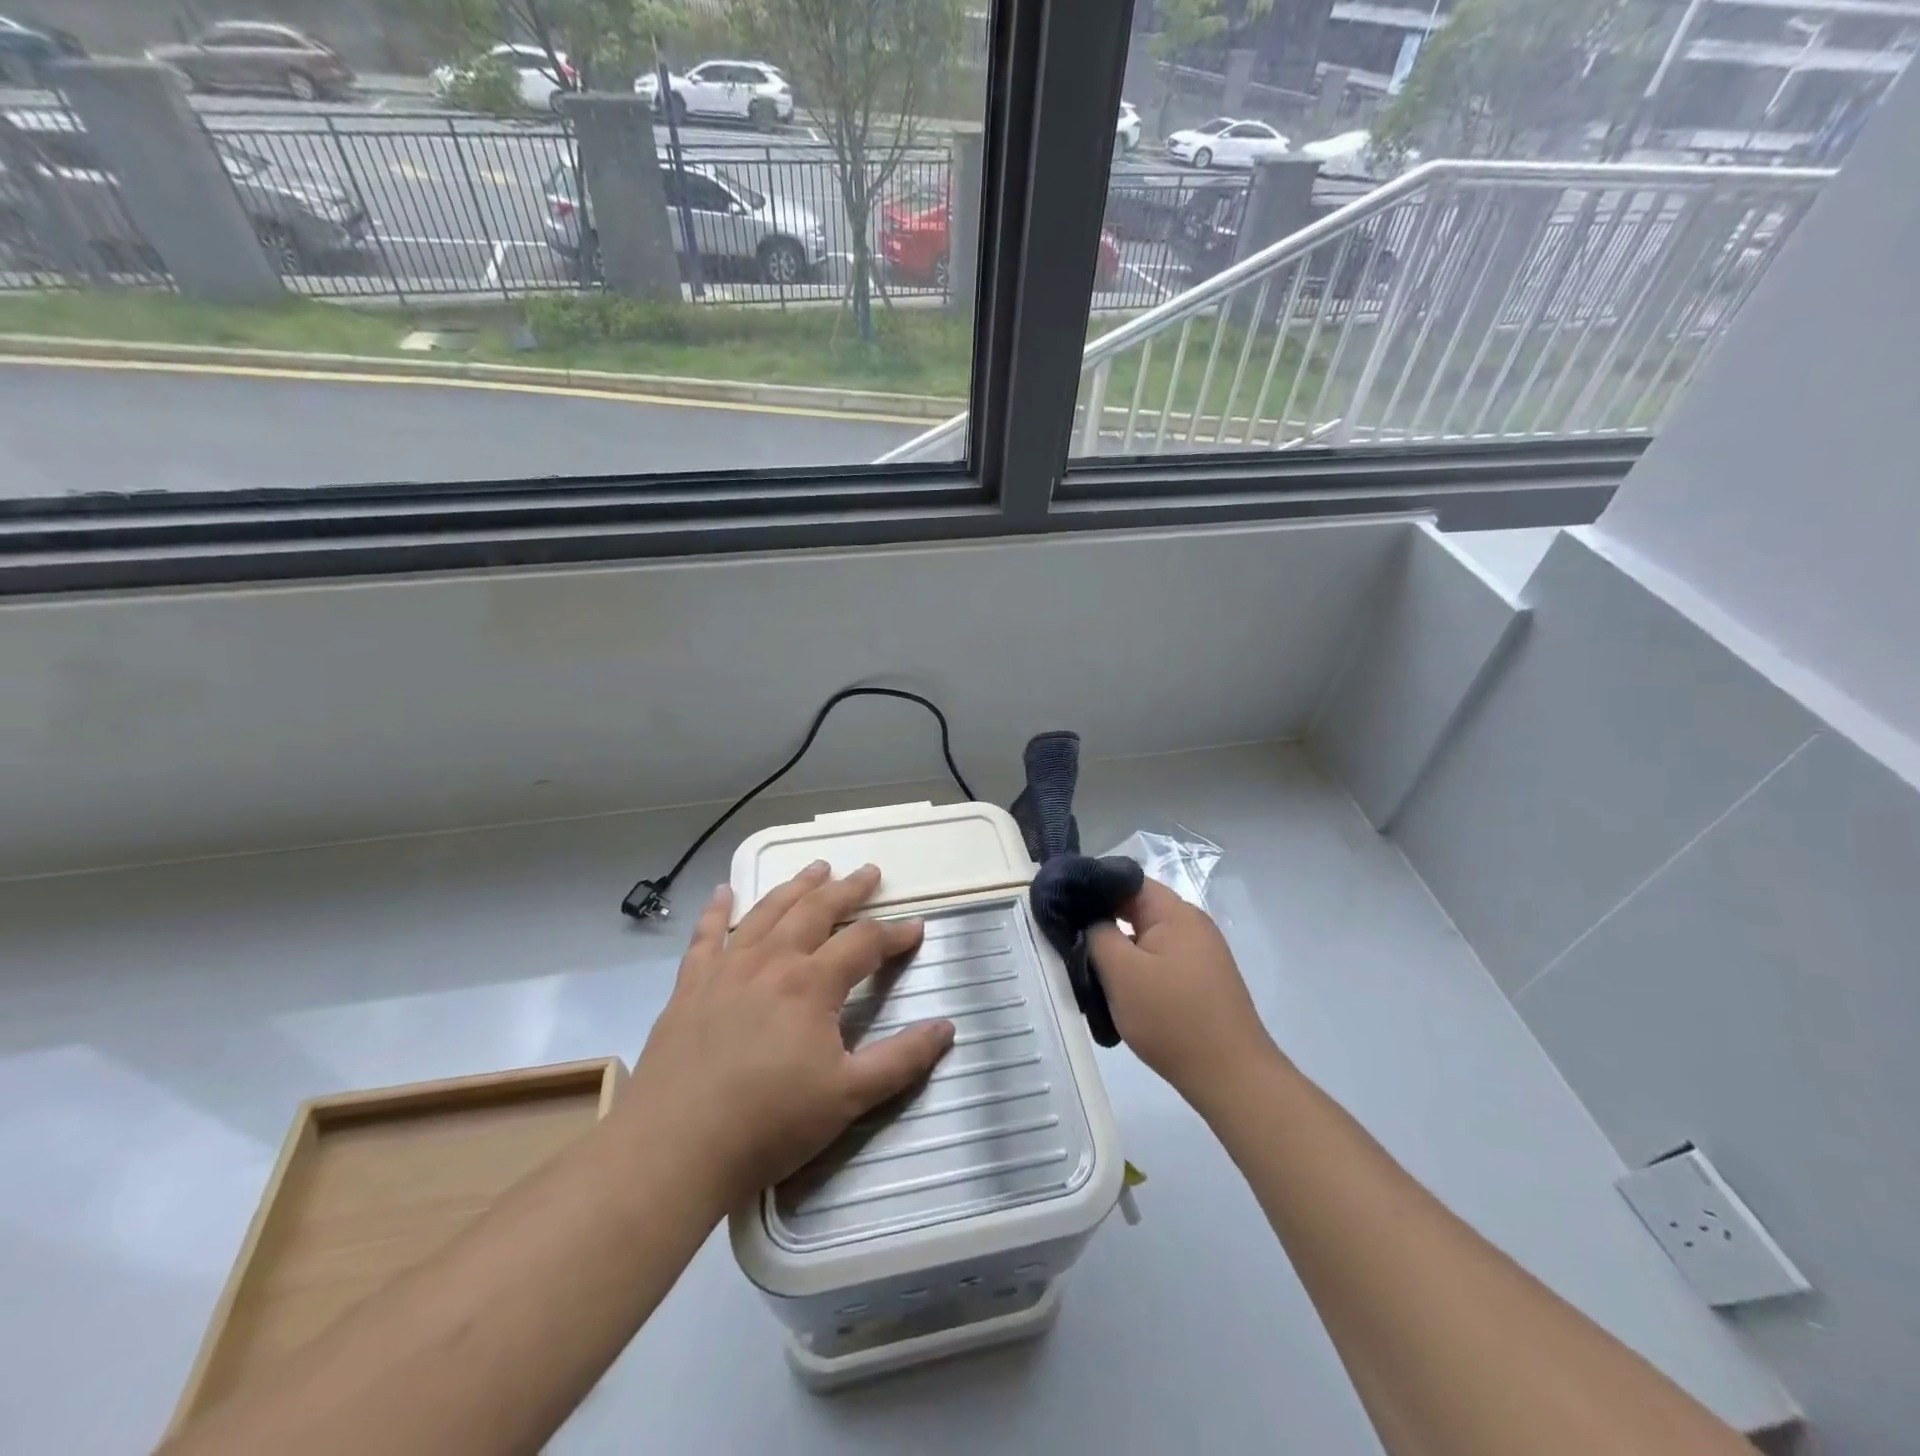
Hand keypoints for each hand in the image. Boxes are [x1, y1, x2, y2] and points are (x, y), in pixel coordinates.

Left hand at [626, 862, 955, 1213]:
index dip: (894, 933)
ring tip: (816, 868)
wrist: (674, 1148)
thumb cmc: (769, 1122)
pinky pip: (707, 935)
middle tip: (869, 872)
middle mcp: (772, 961)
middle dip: (848, 889)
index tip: (916, 928)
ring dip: (796, 886)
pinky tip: (724, 891)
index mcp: (812, 984)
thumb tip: (947, 1026)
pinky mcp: (690, 985)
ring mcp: (726, 968)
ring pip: (768, 912)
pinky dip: (718, 909)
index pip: (864, 942)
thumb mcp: (849, 1097)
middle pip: (816, 910)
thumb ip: (901, 1059)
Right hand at [1088, 878, 1280, 1112]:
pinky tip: (1120, 991)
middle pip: (1137, 909)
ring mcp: (1201, 953)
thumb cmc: (1172, 1018)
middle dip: (1103, 922)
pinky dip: (1138, 969)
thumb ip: (1097, 934)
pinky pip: (1160, 960)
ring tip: (1089, 969)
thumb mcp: (1121, 972)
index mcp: (1175, 912)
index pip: (1127, 880)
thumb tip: (1089, 918)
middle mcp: (1193, 924)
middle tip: (1070, 940)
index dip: (1093, 889)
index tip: (1063, 906)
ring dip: (1119, 950)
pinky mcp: (1202, 980)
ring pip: (1146, 938)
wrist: (1232, 1077)